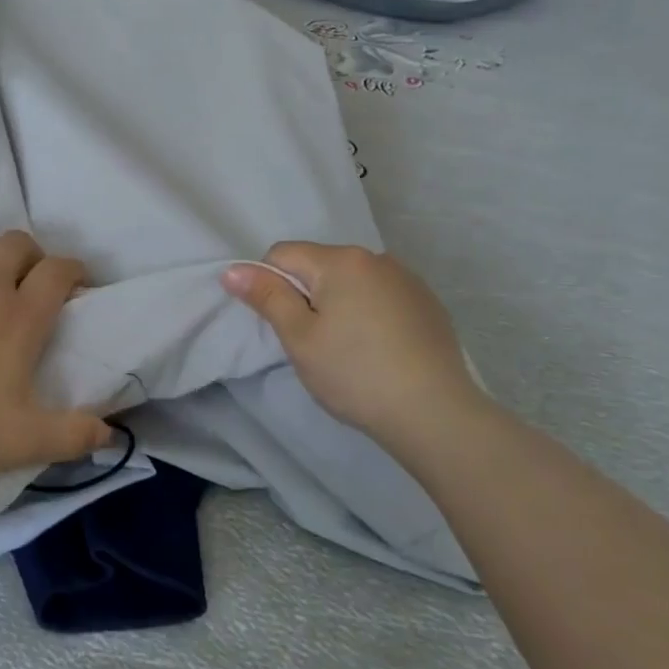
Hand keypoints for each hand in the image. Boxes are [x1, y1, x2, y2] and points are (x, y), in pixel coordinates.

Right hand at [223, 243, 486, 453]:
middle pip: (319, 266)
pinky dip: (370, 314)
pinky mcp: (428, 304)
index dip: (271, 286)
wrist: (436, 414)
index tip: (285, 326)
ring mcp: (407, 280)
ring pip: (351, 282)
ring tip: (349, 350)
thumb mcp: (300, 338)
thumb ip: (267, 297)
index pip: (283, 254)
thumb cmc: (355, 374)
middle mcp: (376, 258)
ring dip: (339, 304)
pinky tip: (380, 351)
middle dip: (307, 295)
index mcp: (341, 261)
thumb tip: (232, 270)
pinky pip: (381, 296)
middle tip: (314, 343)